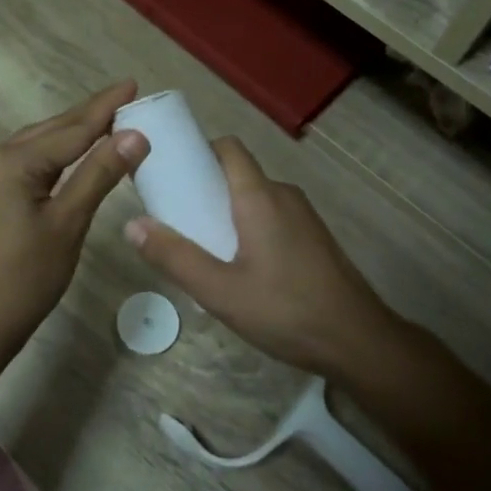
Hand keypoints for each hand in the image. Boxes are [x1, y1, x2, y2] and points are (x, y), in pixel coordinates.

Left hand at [0, 81, 147, 350]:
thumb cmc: (25, 280)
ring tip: (104, 121)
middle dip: (88, 117)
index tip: (131, 83)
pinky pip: (19, 164)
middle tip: (125, 98)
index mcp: (9, 162)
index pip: (71, 130)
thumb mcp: (68, 224)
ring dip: (68, 135)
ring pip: (32, 146)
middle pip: (49, 132)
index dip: (105, 108)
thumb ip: (99, 174)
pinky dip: (47, 157)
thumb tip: (135, 134)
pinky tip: (67, 154)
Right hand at [124, 137, 403, 378]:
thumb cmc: (285, 310)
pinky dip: (248, 225)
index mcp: (260, 196)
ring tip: (201, 244)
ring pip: (255, 197)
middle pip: (238, 173)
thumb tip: (132, 224)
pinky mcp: (313, 238)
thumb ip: (174, 257)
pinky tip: (238, 265)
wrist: (358, 341)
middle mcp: (284, 195)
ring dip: (227, 210)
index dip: (197, 151)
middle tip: (175, 216)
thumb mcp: (219, 290)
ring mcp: (304, 216)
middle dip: (204, 186)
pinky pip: (272, 216)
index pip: (228, 149)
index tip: (170, 172)